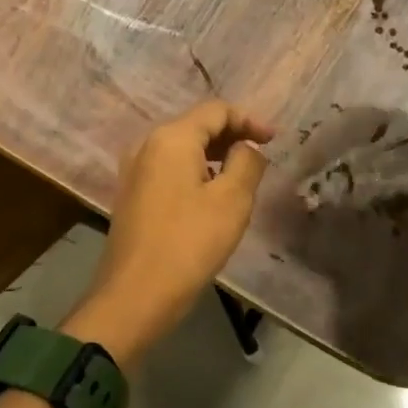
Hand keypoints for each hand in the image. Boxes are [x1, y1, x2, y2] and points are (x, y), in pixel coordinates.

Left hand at [66, 100, 275, 364]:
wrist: (135, 296)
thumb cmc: (189, 243)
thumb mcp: (232, 201)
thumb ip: (246, 163)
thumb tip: (245, 148)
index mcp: (171, 138)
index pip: (216, 110)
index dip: (249, 119)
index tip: (275, 140)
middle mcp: (147, 145)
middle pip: (196, 126)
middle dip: (232, 135)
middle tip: (261, 155)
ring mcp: (134, 171)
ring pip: (182, 149)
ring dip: (214, 155)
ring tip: (241, 176)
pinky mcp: (132, 195)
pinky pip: (169, 169)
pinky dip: (195, 172)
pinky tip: (211, 196)